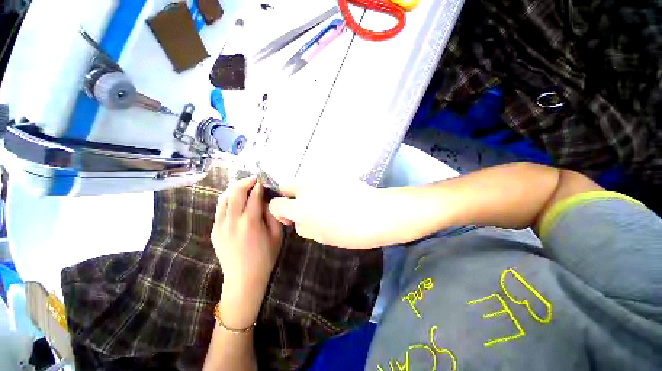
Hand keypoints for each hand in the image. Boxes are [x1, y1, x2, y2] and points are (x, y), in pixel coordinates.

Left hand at [212, 176, 282, 307]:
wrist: (244, 279)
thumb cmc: (266, 257)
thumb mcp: (276, 235)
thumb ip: (272, 215)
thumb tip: (266, 200)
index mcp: (250, 223)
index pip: (253, 196)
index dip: (258, 186)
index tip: (262, 180)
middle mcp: (232, 222)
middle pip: (235, 193)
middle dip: (244, 182)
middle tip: (253, 179)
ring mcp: (220, 226)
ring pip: (224, 198)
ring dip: (234, 189)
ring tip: (243, 186)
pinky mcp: (214, 231)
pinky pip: (220, 209)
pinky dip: (227, 199)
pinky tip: (235, 199)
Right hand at [268, 180, 405, 248]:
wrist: (377, 213)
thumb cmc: (349, 231)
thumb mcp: (321, 236)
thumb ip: (304, 226)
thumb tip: (298, 219)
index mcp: (300, 207)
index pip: (275, 204)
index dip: (280, 213)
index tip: (292, 219)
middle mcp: (306, 188)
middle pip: (286, 187)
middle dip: (290, 197)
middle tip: (306, 208)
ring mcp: (320, 178)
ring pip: (304, 182)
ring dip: (307, 192)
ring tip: (324, 202)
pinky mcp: (334, 174)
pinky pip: (320, 180)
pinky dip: (321, 187)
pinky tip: (337, 195)